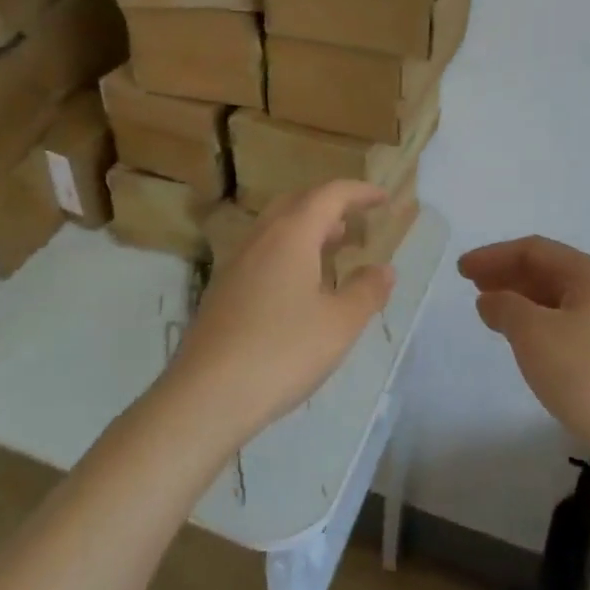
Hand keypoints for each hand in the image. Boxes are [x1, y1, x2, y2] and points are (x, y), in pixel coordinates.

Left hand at [168, 181, 396, 446]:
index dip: (359, 192)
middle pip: (298, 203)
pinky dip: (289, 251)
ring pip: (276, 228)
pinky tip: (299, 286)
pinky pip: (263, 252)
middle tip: (356, 220)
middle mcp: (260, 239)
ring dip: (308, 228)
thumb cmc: (281, 352)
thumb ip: (366, 291)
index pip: (329, 195)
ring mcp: (236, 264)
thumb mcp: (339, 324)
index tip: (383, 198)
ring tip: (333, 248)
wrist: (205, 397)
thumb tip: (384, 269)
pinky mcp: (222, 291)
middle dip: (330, 205)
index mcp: (291, 235)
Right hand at [460, 236, 589, 451]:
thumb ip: (505, 307)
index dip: (494, 255)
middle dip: (508, 275)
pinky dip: (538, 324)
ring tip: (491, 311)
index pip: (534, 250)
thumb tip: (491, 299)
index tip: (462, 269)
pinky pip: (567, 326)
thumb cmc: (586, 373)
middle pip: (548, 271)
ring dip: (522, 300)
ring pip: (558, 300)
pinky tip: (523, 341)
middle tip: (472, 285)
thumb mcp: (534, 333)